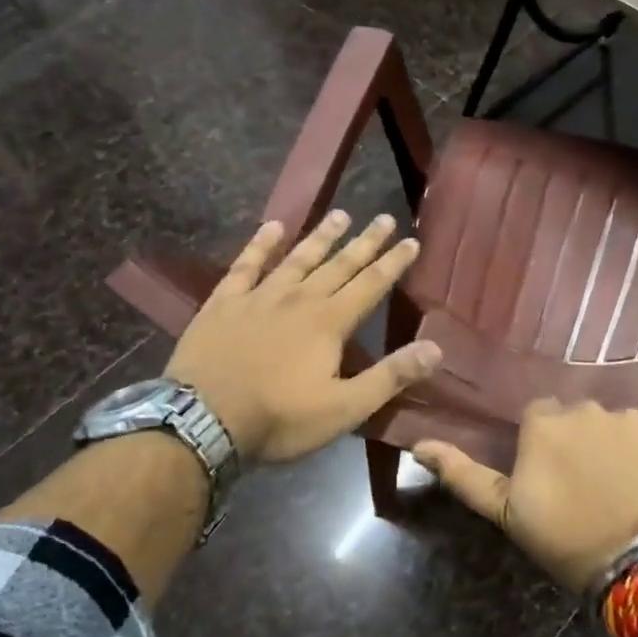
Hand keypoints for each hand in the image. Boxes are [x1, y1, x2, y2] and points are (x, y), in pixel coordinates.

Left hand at [167, 212, 440, 463]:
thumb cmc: (279, 418)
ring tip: (340, 214)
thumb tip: (436, 348)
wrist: (201, 421)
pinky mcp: (224, 303)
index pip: (371, 284)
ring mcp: (259, 297)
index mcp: (330, 322)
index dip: (393, 262)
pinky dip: (260, 245)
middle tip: (384, 218)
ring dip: (321, 236)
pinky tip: (272, 227)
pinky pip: (246, 265)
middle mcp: (299, 299)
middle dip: (365, 242)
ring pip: (298, 258)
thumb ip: (390, 376)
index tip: (412, 240)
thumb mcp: (344, 408)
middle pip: (339, 264)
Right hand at [414, 401, 637, 591]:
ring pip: (619, 428)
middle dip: (581, 445)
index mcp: (546, 422)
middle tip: (589, 489)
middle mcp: (590, 407)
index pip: (540, 419)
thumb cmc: (569, 539)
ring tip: (625, 492)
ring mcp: (636, 418)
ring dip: (617, 450)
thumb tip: (419, 445)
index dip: (545, 449)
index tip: (552, 481)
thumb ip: (465, 475)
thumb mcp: (508, 513)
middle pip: (580, 419)